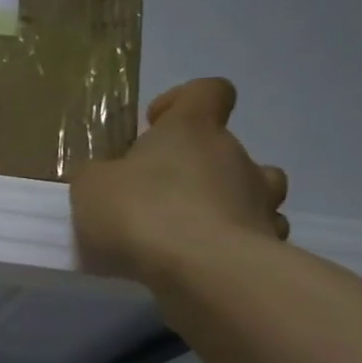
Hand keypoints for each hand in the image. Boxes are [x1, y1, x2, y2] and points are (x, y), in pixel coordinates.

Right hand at [70, 78, 288, 283]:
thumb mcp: (91, 187)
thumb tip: (108, 178)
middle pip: (227, 148)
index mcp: (192, 129)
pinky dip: (236, 244)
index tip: (154, 124)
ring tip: (191, 230)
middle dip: (196, 168)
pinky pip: (256, 236)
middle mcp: (235, 156)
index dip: (182, 101)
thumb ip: (99, 176)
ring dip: (229, 203)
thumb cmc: (141, 212)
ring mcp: (260, 201)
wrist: (202, 271)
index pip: (208, 91)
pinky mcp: (269, 245)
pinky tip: (206, 263)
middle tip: (157, 197)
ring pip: (255, 191)